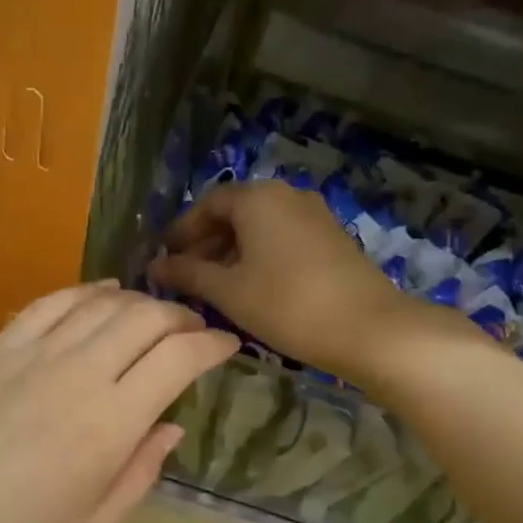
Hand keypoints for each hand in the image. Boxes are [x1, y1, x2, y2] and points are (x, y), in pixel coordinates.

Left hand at [0, 284, 237, 522]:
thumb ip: (137, 474)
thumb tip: (169, 427)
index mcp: (108, 425)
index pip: (177, 359)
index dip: (211, 345)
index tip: (228, 347)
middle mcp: (75, 374)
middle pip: (142, 317)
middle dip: (180, 316)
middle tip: (195, 331)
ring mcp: (27, 356)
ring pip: (98, 303)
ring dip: (137, 301)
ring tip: (153, 315)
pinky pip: (48, 305)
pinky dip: (83, 292)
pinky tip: (98, 295)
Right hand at [150, 180, 461, 384]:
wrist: (366, 327)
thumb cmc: (285, 304)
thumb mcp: (228, 291)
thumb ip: (187, 275)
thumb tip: (155, 267)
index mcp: (257, 198)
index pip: (207, 204)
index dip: (182, 231)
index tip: (165, 259)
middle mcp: (286, 195)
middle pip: (235, 213)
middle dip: (206, 243)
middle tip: (186, 277)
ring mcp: (314, 215)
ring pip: (261, 227)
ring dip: (232, 252)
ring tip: (215, 288)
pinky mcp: (332, 238)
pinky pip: (283, 239)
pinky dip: (260, 257)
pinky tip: (252, 288)